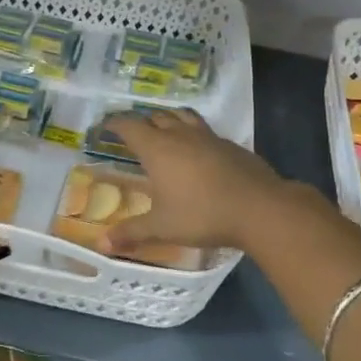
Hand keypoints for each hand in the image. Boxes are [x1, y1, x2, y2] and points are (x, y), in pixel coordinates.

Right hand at [96, 108, 294, 256]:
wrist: (259, 207)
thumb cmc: (202, 214)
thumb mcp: (162, 227)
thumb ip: (131, 232)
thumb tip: (101, 244)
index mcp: (157, 148)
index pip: (129, 126)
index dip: (114, 123)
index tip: (104, 126)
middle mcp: (180, 135)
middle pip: (156, 117)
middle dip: (142, 122)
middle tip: (133, 133)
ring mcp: (208, 136)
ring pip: (183, 116)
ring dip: (169, 119)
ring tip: (164, 128)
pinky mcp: (230, 144)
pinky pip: (204, 130)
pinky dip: (193, 133)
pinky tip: (197, 150)